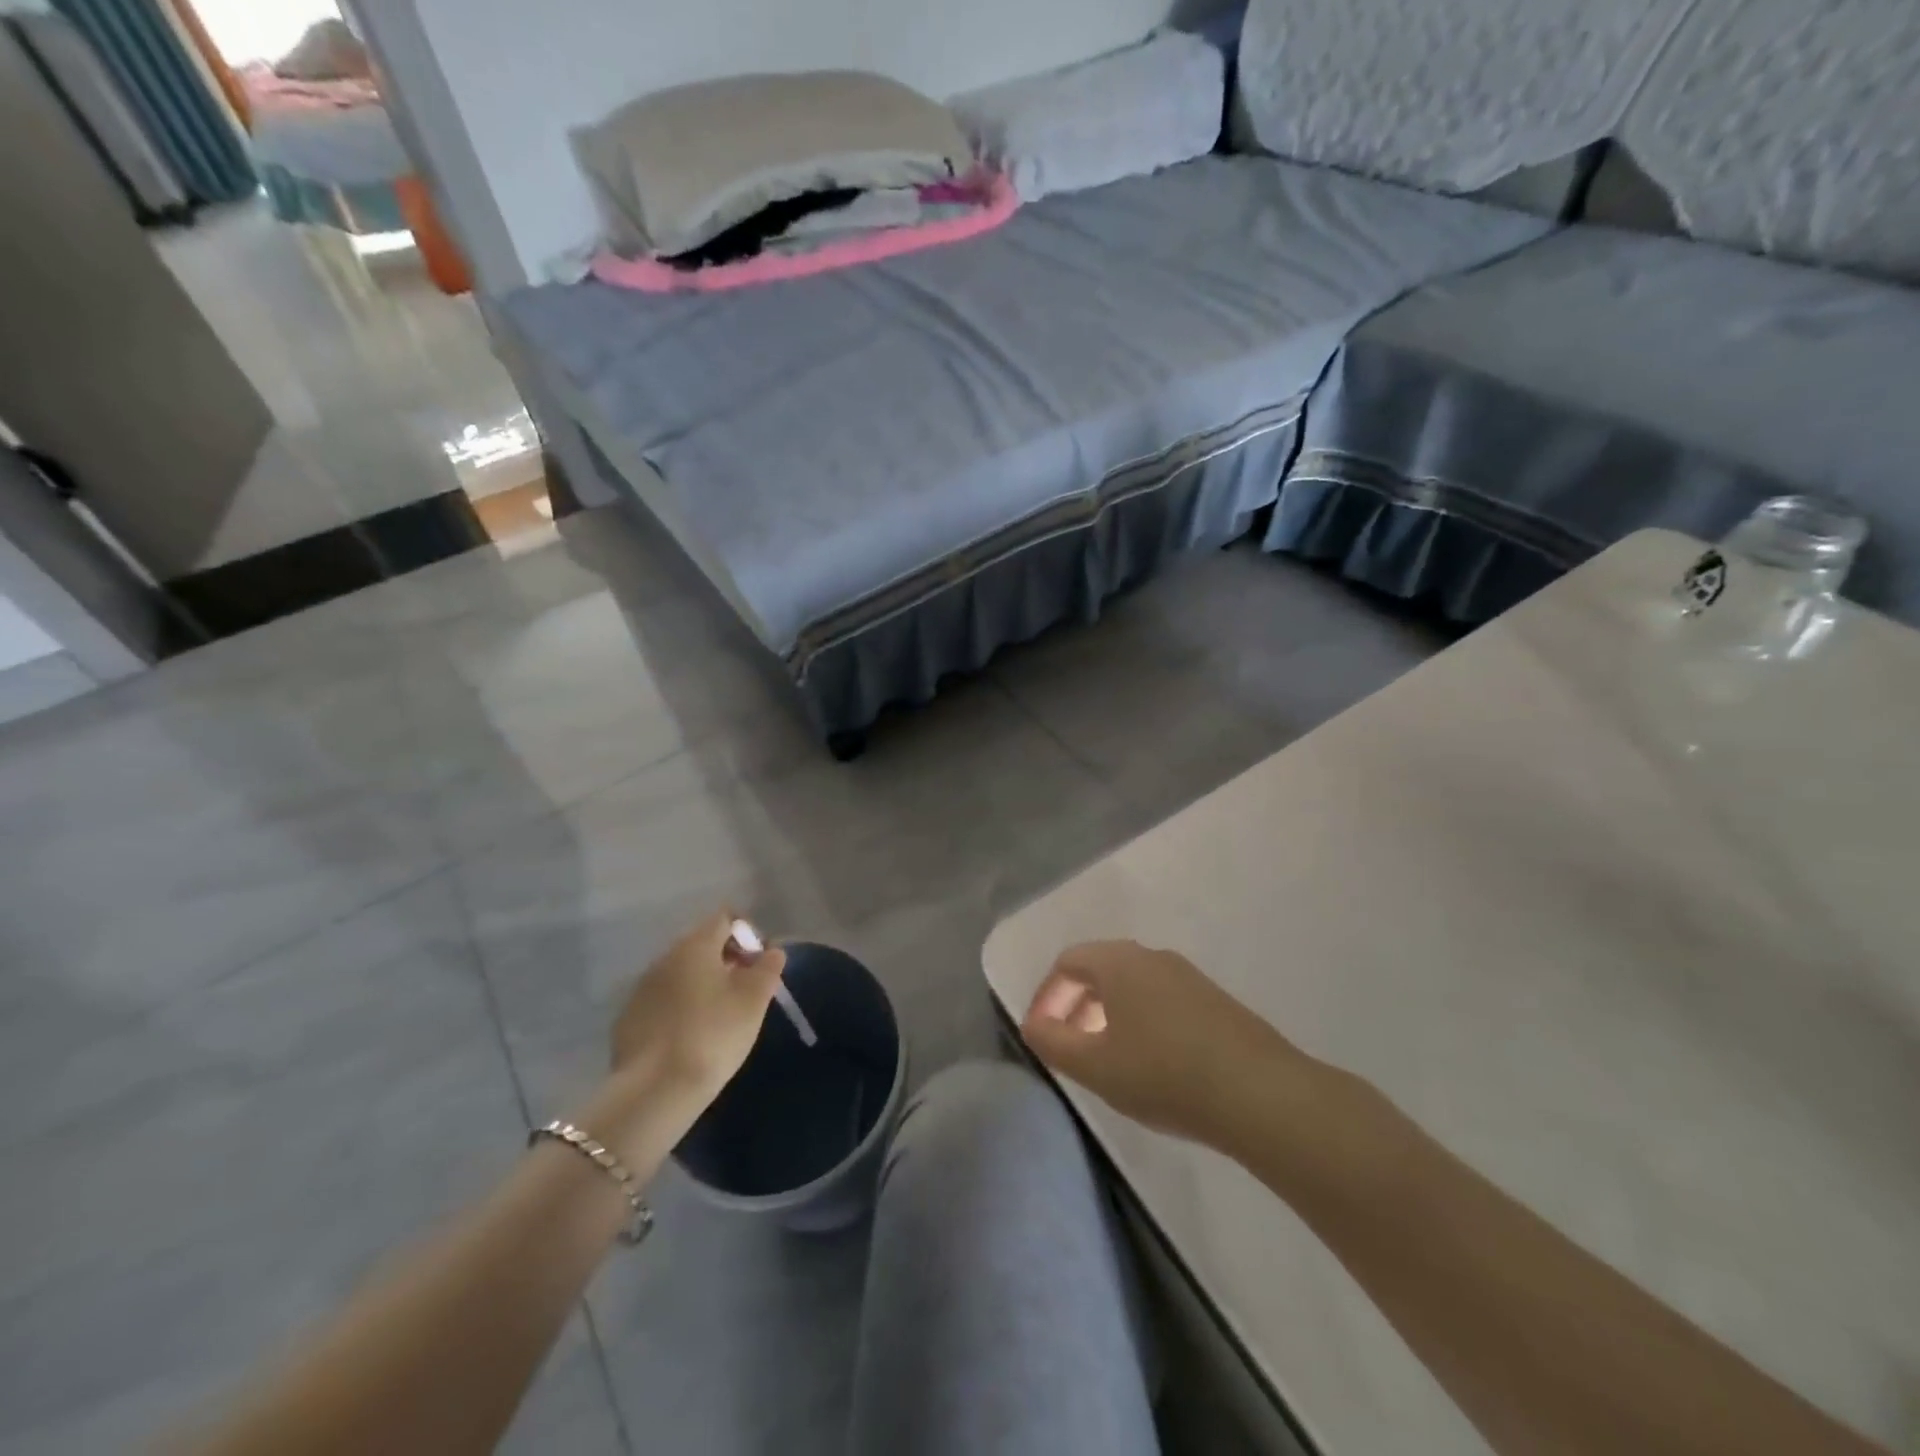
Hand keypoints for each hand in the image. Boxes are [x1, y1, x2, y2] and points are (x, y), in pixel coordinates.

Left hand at [609, 910, 787, 1104]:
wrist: (654, 1090)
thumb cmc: (713, 1034)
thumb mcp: (754, 1000)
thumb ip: (767, 967)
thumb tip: (771, 950)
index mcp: (695, 945)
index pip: (725, 918)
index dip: (747, 934)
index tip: (759, 964)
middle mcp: (665, 957)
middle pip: (701, 944)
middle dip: (726, 960)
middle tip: (745, 991)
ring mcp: (641, 988)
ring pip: (680, 973)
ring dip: (702, 984)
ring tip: (719, 1016)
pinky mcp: (628, 1019)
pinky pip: (662, 1000)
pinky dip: (680, 1007)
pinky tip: (690, 1036)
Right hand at [1021, 941, 1306, 1148]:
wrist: (1259, 1093)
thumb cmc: (1163, 1074)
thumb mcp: (1095, 1066)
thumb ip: (1053, 1043)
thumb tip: (1033, 1024)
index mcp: (1119, 962)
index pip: (1068, 962)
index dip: (1047, 996)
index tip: (1041, 1033)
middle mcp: (1152, 956)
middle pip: (1101, 968)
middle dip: (1077, 1004)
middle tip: (1069, 1044)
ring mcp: (1189, 977)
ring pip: (1133, 984)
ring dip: (1109, 1013)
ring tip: (1107, 1057)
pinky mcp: (1216, 1001)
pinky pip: (1162, 999)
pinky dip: (1141, 1020)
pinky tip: (1152, 1063)